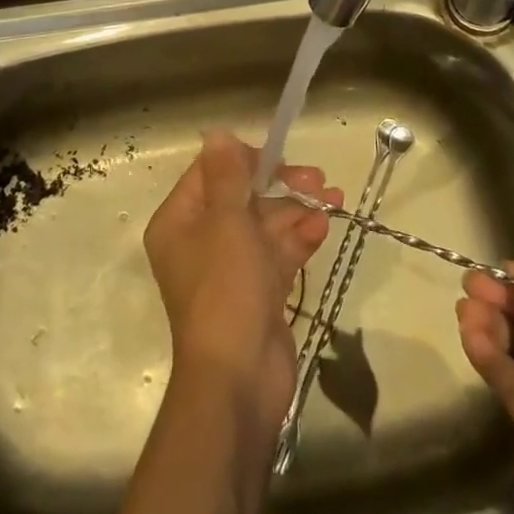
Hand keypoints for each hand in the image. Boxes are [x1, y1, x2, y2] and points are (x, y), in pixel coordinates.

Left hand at [144, 133, 339, 431]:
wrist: (239, 380)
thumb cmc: (225, 290)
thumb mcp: (226, 222)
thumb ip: (227, 176)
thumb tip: (217, 133)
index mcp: (180, 222)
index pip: (210, 173)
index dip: (245, 160)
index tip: (278, 157)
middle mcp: (200, 241)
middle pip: (242, 197)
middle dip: (280, 185)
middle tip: (317, 179)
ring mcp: (230, 269)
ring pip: (265, 225)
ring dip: (297, 209)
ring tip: (334, 198)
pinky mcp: (257, 292)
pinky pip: (278, 254)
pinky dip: (299, 238)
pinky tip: (324, 226)